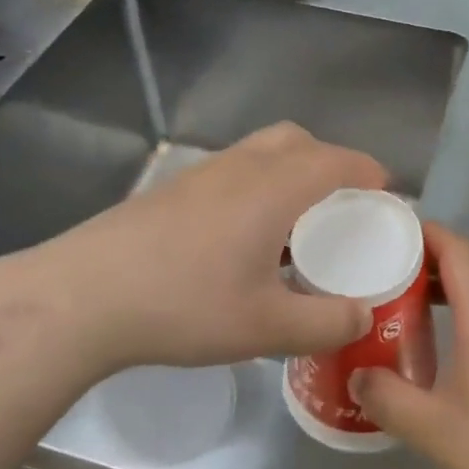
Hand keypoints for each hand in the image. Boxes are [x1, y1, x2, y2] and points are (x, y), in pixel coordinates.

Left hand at [28, 123, 386, 375]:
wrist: (83, 297)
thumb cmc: (184, 305)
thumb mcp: (266, 327)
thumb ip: (326, 323)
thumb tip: (364, 316)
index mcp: (274, 188)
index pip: (335, 160)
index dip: (367, 171)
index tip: (385, 192)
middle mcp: (241, 167)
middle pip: (296, 141)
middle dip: (328, 161)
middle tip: (340, 204)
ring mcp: (200, 175)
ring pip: (260, 152)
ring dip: (289, 172)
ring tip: (294, 223)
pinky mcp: (171, 191)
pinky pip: (232, 171)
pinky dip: (256, 186)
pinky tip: (243, 238)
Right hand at [353, 224, 468, 468]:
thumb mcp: (436, 431)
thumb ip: (389, 399)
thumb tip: (358, 375)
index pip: (457, 248)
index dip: (425, 234)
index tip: (390, 235)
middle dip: (439, 254)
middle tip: (399, 271)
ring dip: (463, 279)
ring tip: (424, 303)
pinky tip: (465, 342)